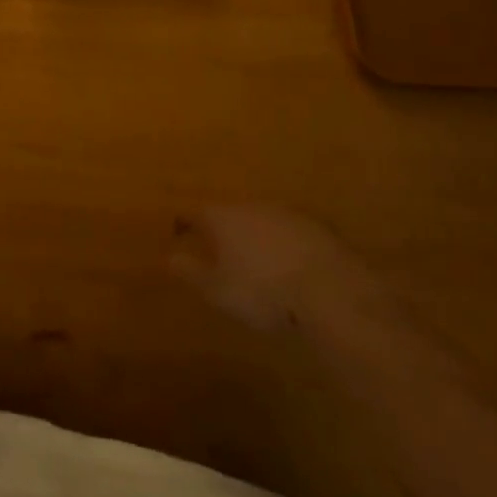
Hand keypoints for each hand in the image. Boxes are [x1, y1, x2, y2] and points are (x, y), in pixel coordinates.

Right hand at [172, 204, 347, 331]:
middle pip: (228, 213)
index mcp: (221, 217)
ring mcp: (283, 212)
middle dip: (222, 229)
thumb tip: (167, 257)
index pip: (193, 213)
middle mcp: (249, 205)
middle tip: (219, 250)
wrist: (328, 287)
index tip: (177, 232)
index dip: (183, 223)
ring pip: (259, 220)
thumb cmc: (263, 290)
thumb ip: (192, 272)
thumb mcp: (219, 290)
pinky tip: (289, 264)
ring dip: (254, 235)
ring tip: (254, 259)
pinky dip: (282, 244)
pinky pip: (288, 232)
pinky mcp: (313, 226)